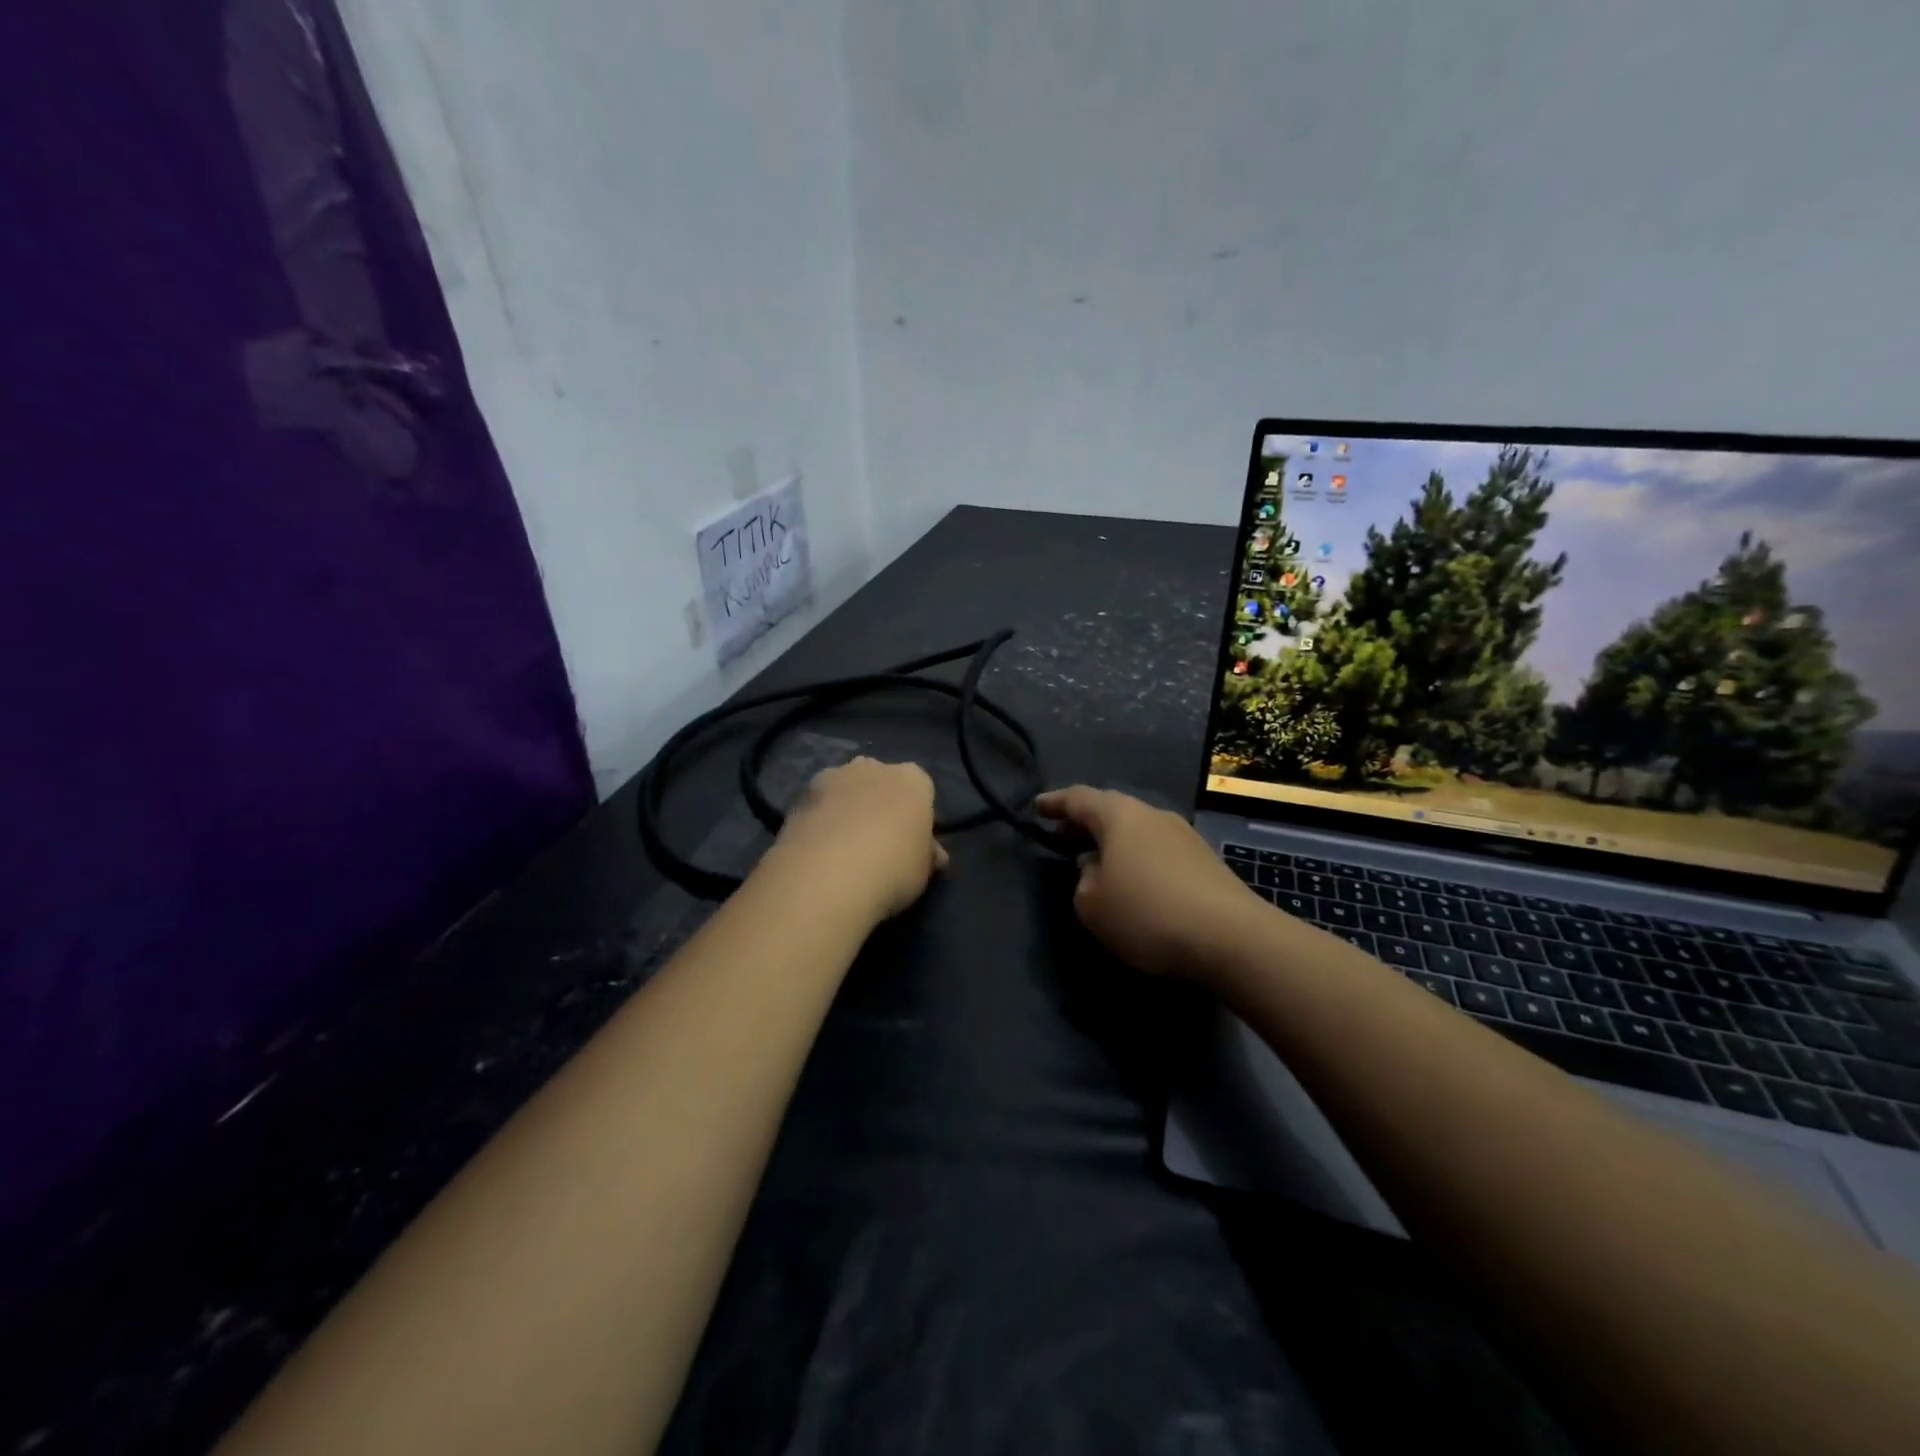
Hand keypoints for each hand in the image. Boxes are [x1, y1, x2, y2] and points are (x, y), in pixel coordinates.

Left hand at [767, 757, 946, 920]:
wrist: (827, 875)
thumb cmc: (893, 868)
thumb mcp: (923, 870)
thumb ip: (927, 855)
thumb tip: (933, 855)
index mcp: (912, 779)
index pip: (921, 789)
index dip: (917, 816)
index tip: (912, 842)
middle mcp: (873, 767)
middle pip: (881, 782)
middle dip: (880, 804)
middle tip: (878, 844)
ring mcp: (832, 777)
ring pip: (846, 790)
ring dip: (847, 809)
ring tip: (843, 850)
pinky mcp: (799, 795)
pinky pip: (818, 806)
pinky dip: (820, 821)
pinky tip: (819, 852)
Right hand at [1036, 786, 1255, 977]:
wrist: (1232, 937)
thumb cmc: (1148, 913)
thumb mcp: (1092, 905)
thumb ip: (1083, 881)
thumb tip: (1096, 868)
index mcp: (1120, 816)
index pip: (1079, 799)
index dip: (1055, 803)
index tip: (1037, 807)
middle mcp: (1153, 815)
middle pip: (1111, 810)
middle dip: (1084, 822)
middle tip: (1062, 834)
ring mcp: (1184, 836)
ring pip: (1137, 830)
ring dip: (1113, 842)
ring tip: (1096, 860)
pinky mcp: (1205, 861)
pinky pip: (1158, 850)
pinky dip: (1137, 858)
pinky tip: (1134, 881)